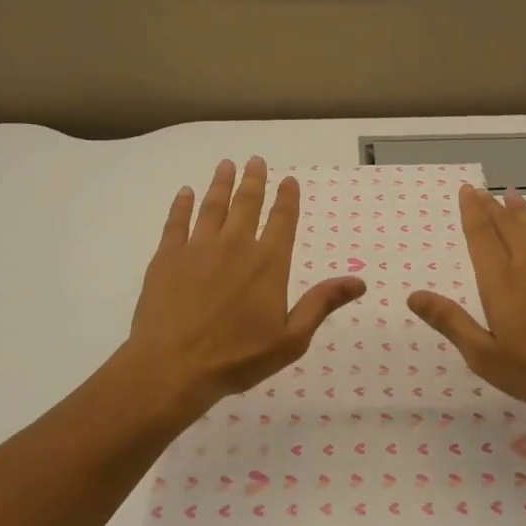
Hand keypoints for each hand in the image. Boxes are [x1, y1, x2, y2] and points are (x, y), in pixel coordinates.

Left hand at [125, 157, 365, 416]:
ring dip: (221, 183)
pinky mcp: (167, 257)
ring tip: (226, 164)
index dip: (287, 198)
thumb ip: (321, 304)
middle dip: (254, 180)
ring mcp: (197, 248)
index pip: (282, 221)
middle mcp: (235, 246)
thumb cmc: (237, 358)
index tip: (288, 180)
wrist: (172, 366)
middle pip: (246, 204)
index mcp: (268, 264)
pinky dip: (182, 205)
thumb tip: (359, 281)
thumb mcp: (291, 339)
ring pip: (212, 206)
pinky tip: (185, 192)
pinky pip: (176, 222)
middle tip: (256, 159)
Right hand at [407, 184, 525, 422]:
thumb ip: (451, 322)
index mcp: (501, 282)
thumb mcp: (485, 356)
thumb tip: (413, 295)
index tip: (467, 191)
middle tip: (482, 190)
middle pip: (508, 226)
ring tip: (511, 195)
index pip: (482, 237)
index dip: (472, 212)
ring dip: (522, 211)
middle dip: (492, 206)